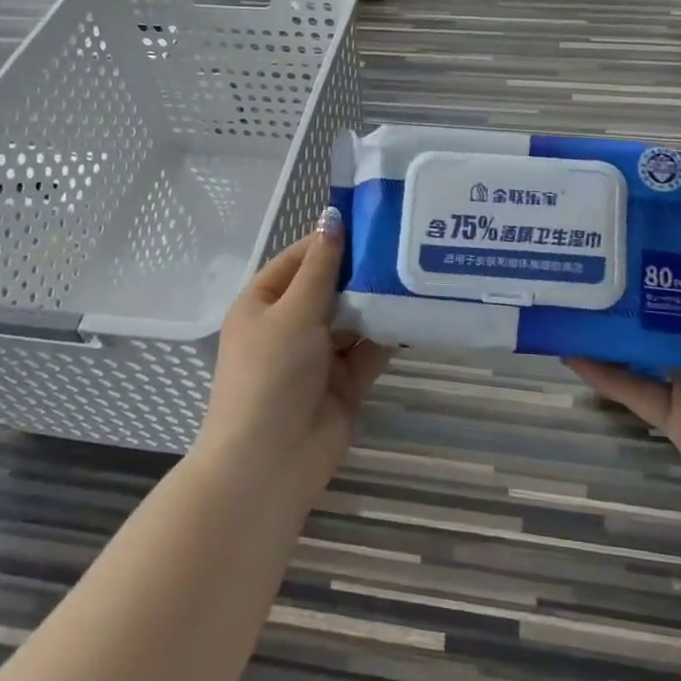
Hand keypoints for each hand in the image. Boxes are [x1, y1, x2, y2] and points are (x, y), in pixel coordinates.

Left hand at [197, 208, 392, 499]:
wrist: (270, 462)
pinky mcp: (344, 382)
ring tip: (417, 270)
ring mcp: (318, 355)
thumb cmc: (271, 374)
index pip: (299, 259)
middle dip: (360, 269)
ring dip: (377, 300)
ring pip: (352, 318)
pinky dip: (388, 333)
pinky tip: (417, 310)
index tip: (370, 220)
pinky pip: (369, 349)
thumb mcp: (293, 312)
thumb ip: (320, 268)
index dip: (330, 239)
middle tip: (404, 241)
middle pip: (328, 287)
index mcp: (264, 304)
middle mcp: (290, 325)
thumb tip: (331, 217)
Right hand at [565, 217, 680, 552]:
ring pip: (646, 347)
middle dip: (639, 284)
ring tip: (574, 292)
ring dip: (615, 326)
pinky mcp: (675, 419)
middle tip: (595, 249)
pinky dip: (603, 373)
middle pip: (672, 310)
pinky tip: (569, 351)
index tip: (643, 220)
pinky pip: (633, 390)